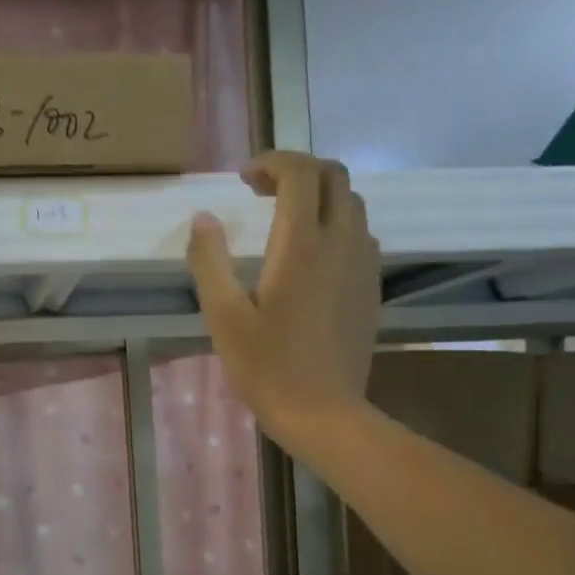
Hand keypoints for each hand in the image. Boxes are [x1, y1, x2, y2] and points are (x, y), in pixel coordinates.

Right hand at [187, 152, 381, 447]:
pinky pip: (360, 234)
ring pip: (351, 203)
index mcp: (302, 246)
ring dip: (319, 196)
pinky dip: (335, 223)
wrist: (324, 413)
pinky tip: (311, 255)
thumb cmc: (267, 367)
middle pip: (334, 177)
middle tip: (262, 192)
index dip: (273, 161)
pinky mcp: (371, 287)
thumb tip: (203, 218)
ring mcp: (363, 265)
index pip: (301, 173)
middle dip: (298, 170)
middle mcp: (341, 243)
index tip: (244, 179)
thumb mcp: (223, 316)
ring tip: (284, 218)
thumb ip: (210, 261)